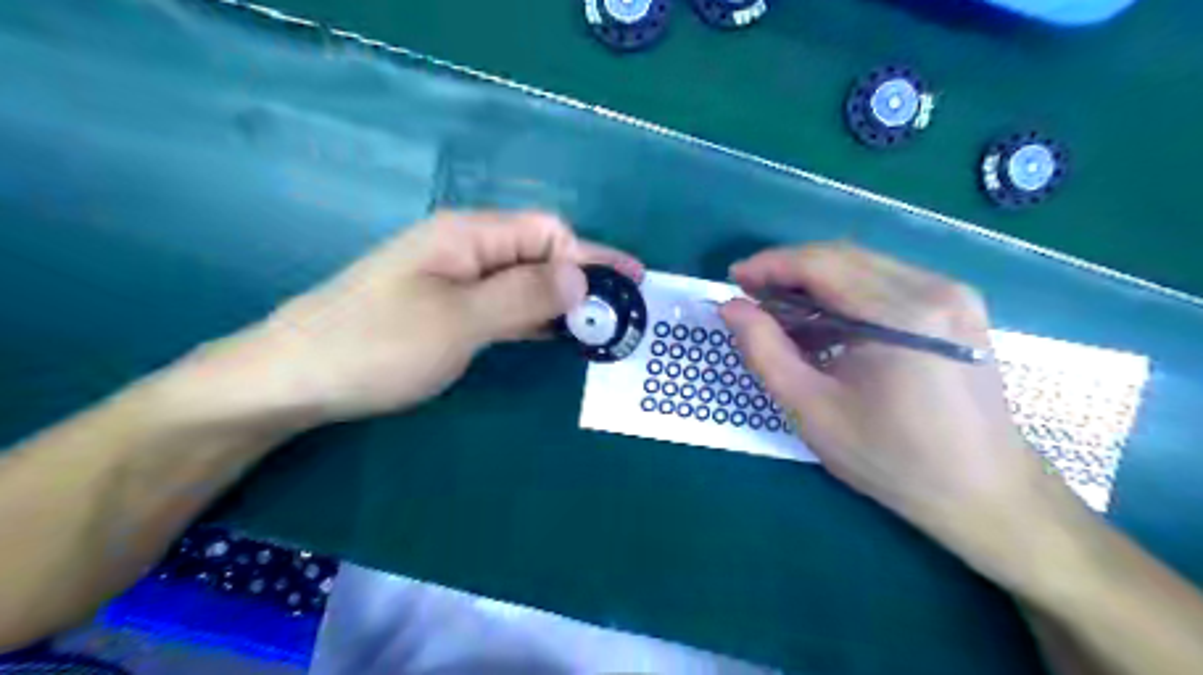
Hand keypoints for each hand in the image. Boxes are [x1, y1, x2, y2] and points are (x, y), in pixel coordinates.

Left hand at [180, 214, 644, 428]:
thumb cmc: (376, 346)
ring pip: (524, 282)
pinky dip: (535, 318)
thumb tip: (582, 277)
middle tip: (623, 313)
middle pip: (539, 254)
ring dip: (562, 301)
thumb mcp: (458, 321)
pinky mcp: (447, 310)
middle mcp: (465, 249)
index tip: (624, 290)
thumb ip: (524, 295)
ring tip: (601, 327)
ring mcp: (454, 281)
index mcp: (468, 236)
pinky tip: (557, 335)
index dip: (588, 257)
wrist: (294, 379)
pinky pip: (505, 306)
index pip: (546, 232)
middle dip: (583, 279)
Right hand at [718, 245, 1066, 582]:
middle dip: (789, 271)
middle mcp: (934, 287)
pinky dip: (846, 294)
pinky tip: (826, 323)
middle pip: (843, 256)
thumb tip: (730, 307)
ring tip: (782, 313)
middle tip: (752, 297)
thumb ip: (764, 351)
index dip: (770, 265)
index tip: (734, 280)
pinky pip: (887, 281)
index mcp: (902, 313)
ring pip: (864, 265)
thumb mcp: (812, 409)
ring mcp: (953, 292)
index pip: (821, 264)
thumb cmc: (891, 458)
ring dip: (816, 282)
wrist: (983, 492)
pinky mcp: (958, 306)